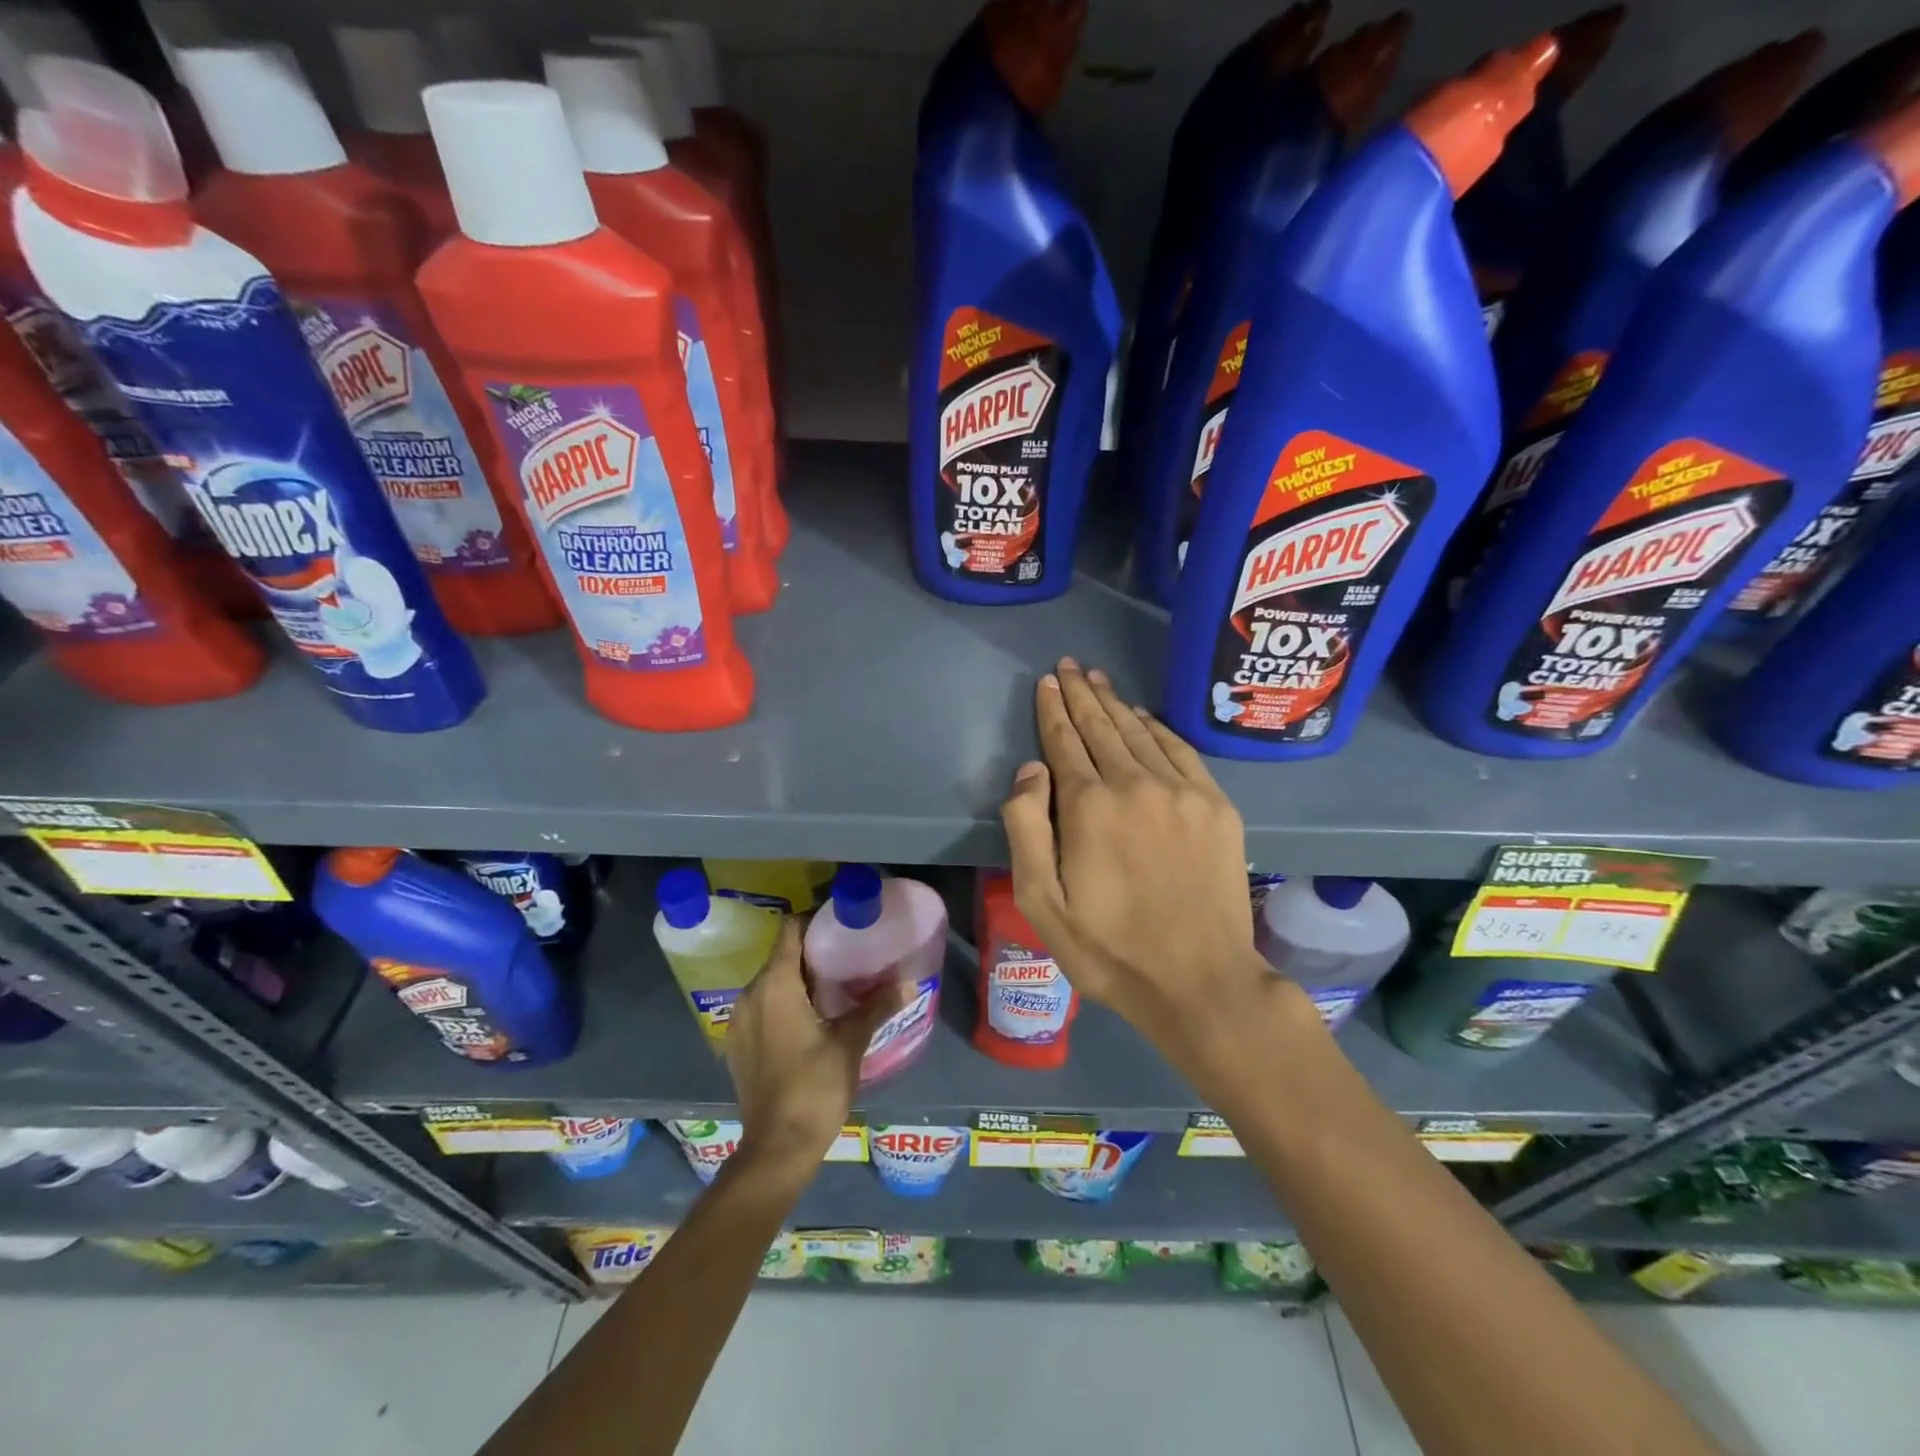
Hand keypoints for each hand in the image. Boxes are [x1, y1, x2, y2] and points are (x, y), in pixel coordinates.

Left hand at [723, 919, 909, 1180]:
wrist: (777, 1148)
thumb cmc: (815, 1087)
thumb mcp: (851, 1042)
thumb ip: (877, 1006)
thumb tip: (909, 982)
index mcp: (775, 985)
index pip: (790, 930)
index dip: (814, 920)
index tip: (841, 922)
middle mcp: (750, 994)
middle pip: (780, 956)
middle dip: (811, 951)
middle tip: (847, 954)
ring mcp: (738, 1021)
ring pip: (770, 982)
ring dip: (797, 978)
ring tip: (832, 986)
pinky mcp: (737, 1044)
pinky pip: (761, 1006)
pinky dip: (783, 1001)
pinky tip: (809, 1018)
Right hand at [1000, 659, 1294, 1082]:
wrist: (1201, 981)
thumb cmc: (1109, 949)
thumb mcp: (1041, 903)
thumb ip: (1027, 828)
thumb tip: (1030, 769)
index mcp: (1089, 806)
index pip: (1064, 742)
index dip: (1053, 710)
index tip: (1046, 682)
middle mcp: (1135, 784)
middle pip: (1102, 727)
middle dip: (1081, 695)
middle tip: (1068, 666)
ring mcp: (1182, 792)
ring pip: (1141, 732)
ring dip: (1116, 703)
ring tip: (1098, 680)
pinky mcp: (1216, 806)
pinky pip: (1182, 751)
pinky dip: (1159, 728)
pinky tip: (1146, 717)